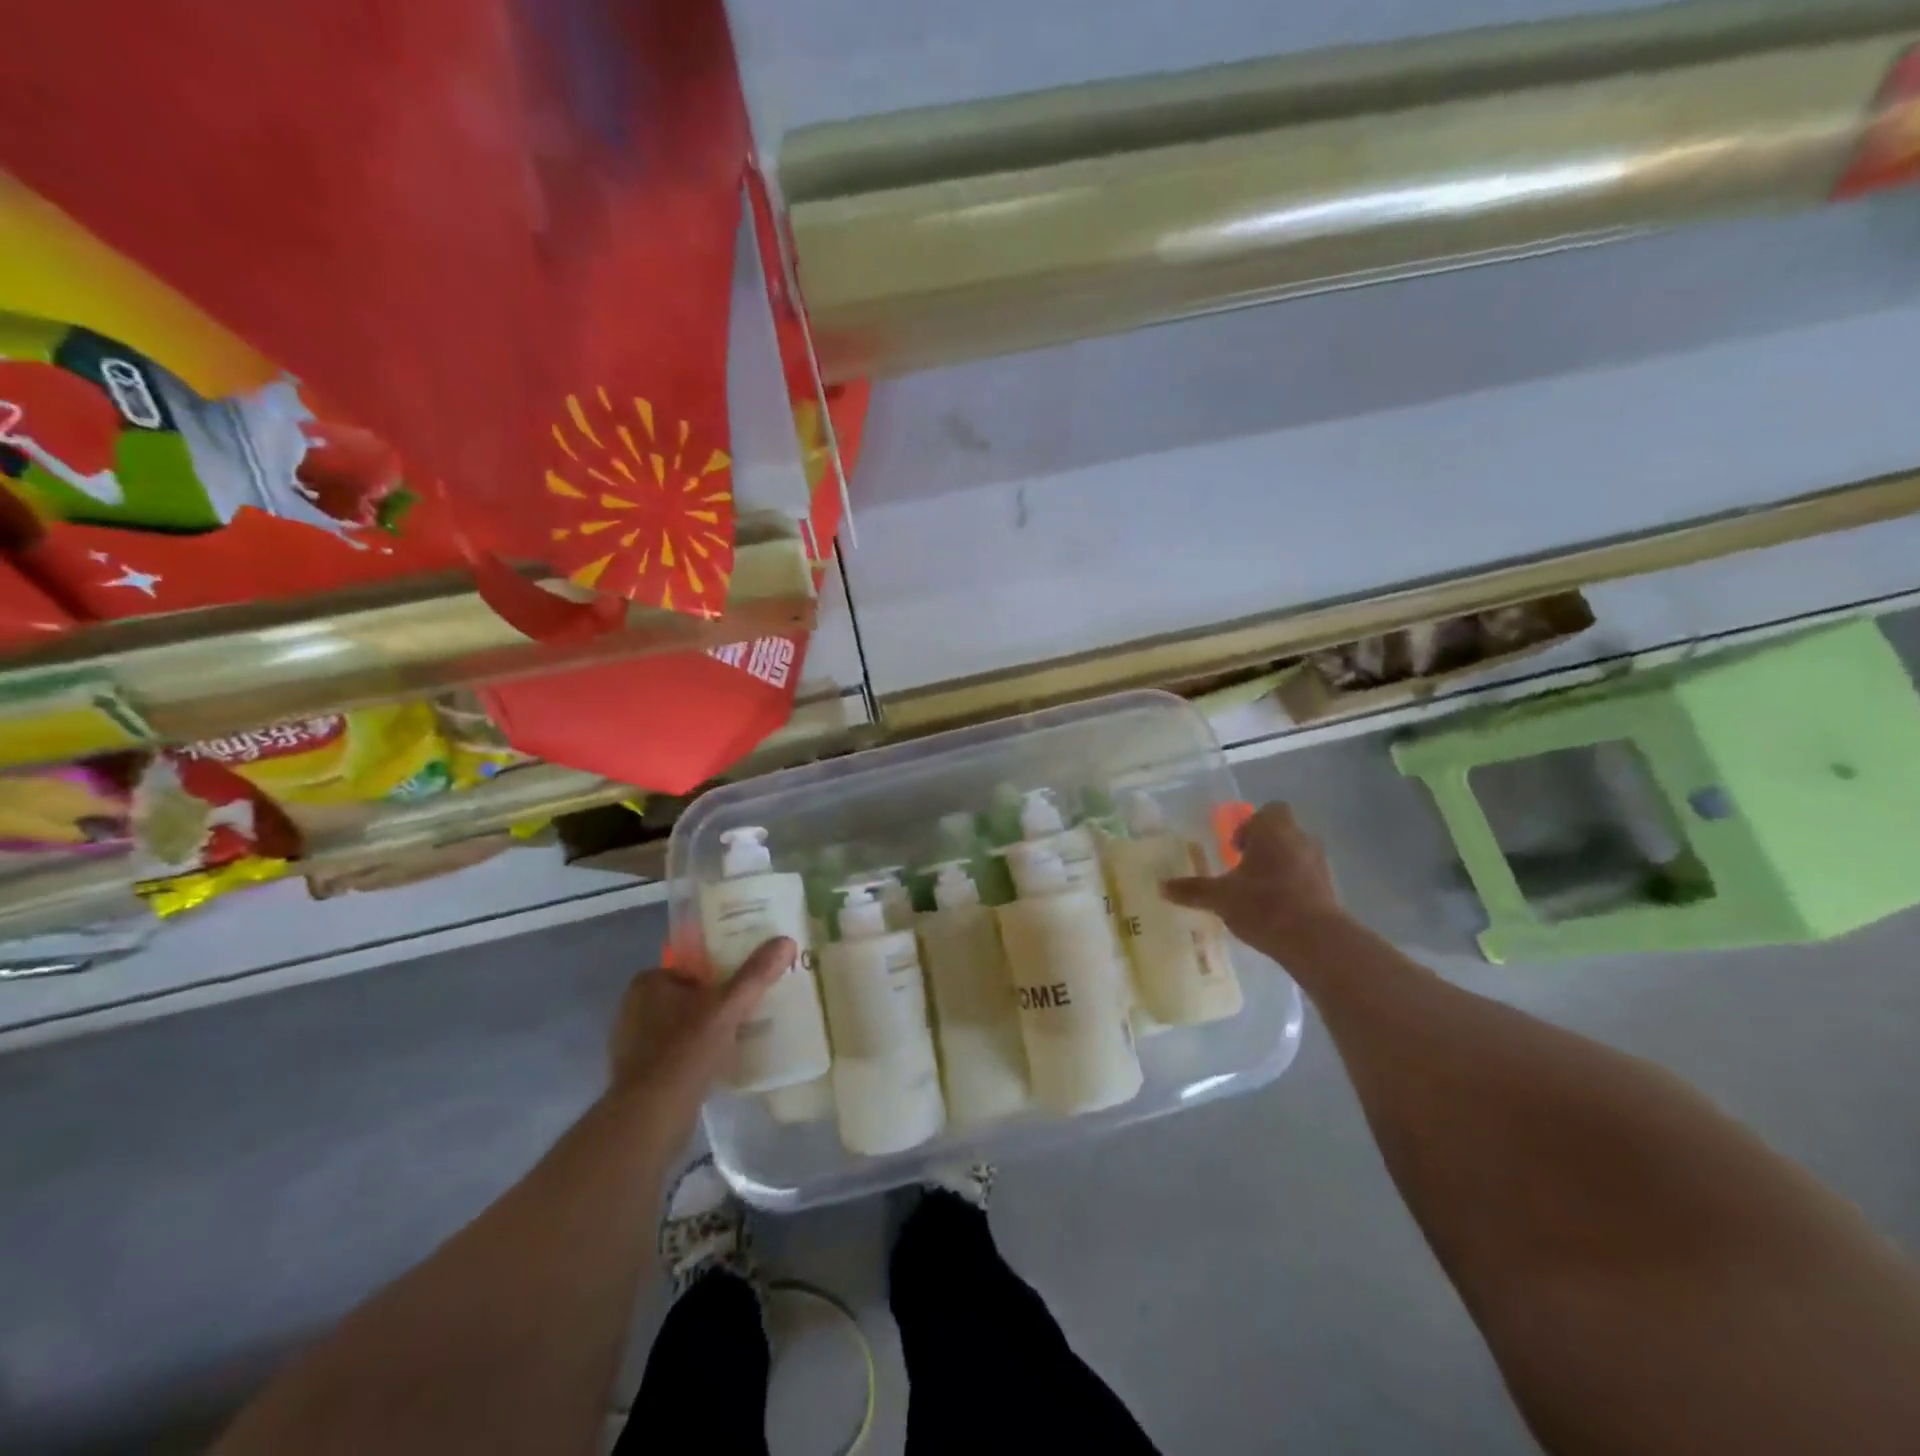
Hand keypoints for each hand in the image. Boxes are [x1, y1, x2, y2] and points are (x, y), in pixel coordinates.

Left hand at [606, 937, 795, 1144]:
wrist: (651, 1117)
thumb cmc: (685, 1051)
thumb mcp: (727, 1008)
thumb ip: (755, 975)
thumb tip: (786, 941)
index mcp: (648, 983)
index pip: (691, 967)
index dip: (719, 972)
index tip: (744, 983)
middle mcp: (634, 1008)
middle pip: (687, 996)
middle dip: (714, 1002)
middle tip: (747, 1008)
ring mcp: (633, 1043)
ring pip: (681, 1026)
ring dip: (705, 1030)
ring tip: (740, 1034)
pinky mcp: (638, 1074)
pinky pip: (675, 1053)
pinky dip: (695, 1055)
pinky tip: (718, 1064)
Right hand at [1163, 802, 1346, 955]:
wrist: (1315, 940)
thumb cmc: (1264, 904)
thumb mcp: (1220, 897)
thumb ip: (1192, 889)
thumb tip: (1161, 886)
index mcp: (1273, 830)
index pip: (1269, 811)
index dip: (1251, 825)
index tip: (1235, 849)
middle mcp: (1300, 839)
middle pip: (1282, 832)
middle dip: (1262, 848)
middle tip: (1242, 870)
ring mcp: (1319, 864)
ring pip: (1296, 855)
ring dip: (1279, 867)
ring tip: (1257, 893)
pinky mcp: (1330, 889)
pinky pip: (1307, 878)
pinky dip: (1293, 888)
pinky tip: (1276, 910)